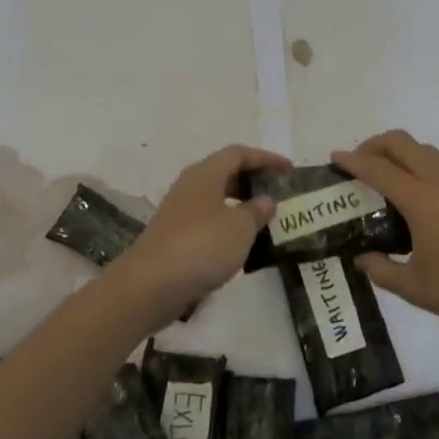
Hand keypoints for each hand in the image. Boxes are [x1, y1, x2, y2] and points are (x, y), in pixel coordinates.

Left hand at [111, 144, 289, 327]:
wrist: (149, 285)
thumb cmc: (201, 246)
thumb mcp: (240, 228)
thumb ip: (256, 211)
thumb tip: (265, 200)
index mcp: (205, 174)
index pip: (239, 153)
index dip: (266, 158)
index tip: (289, 170)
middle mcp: (190, 185)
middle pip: (225, 172)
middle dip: (252, 179)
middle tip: (277, 192)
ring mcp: (178, 211)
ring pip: (215, 197)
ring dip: (240, 203)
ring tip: (264, 218)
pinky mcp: (173, 235)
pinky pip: (207, 219)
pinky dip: (227, 224)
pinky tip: (239, 243)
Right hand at [332, 130, 438, 349]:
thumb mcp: (415, 288)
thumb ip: (382, 270)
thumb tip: (362, 259)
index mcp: (422, 200)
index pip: (379, 168)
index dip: (353, 160)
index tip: (335, 157)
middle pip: (403, 143)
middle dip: (375, 145)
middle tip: (359, 164)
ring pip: (427, 151)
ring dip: (402, 154)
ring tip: (389, 180)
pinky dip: (424, 168)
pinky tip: (423, 200)